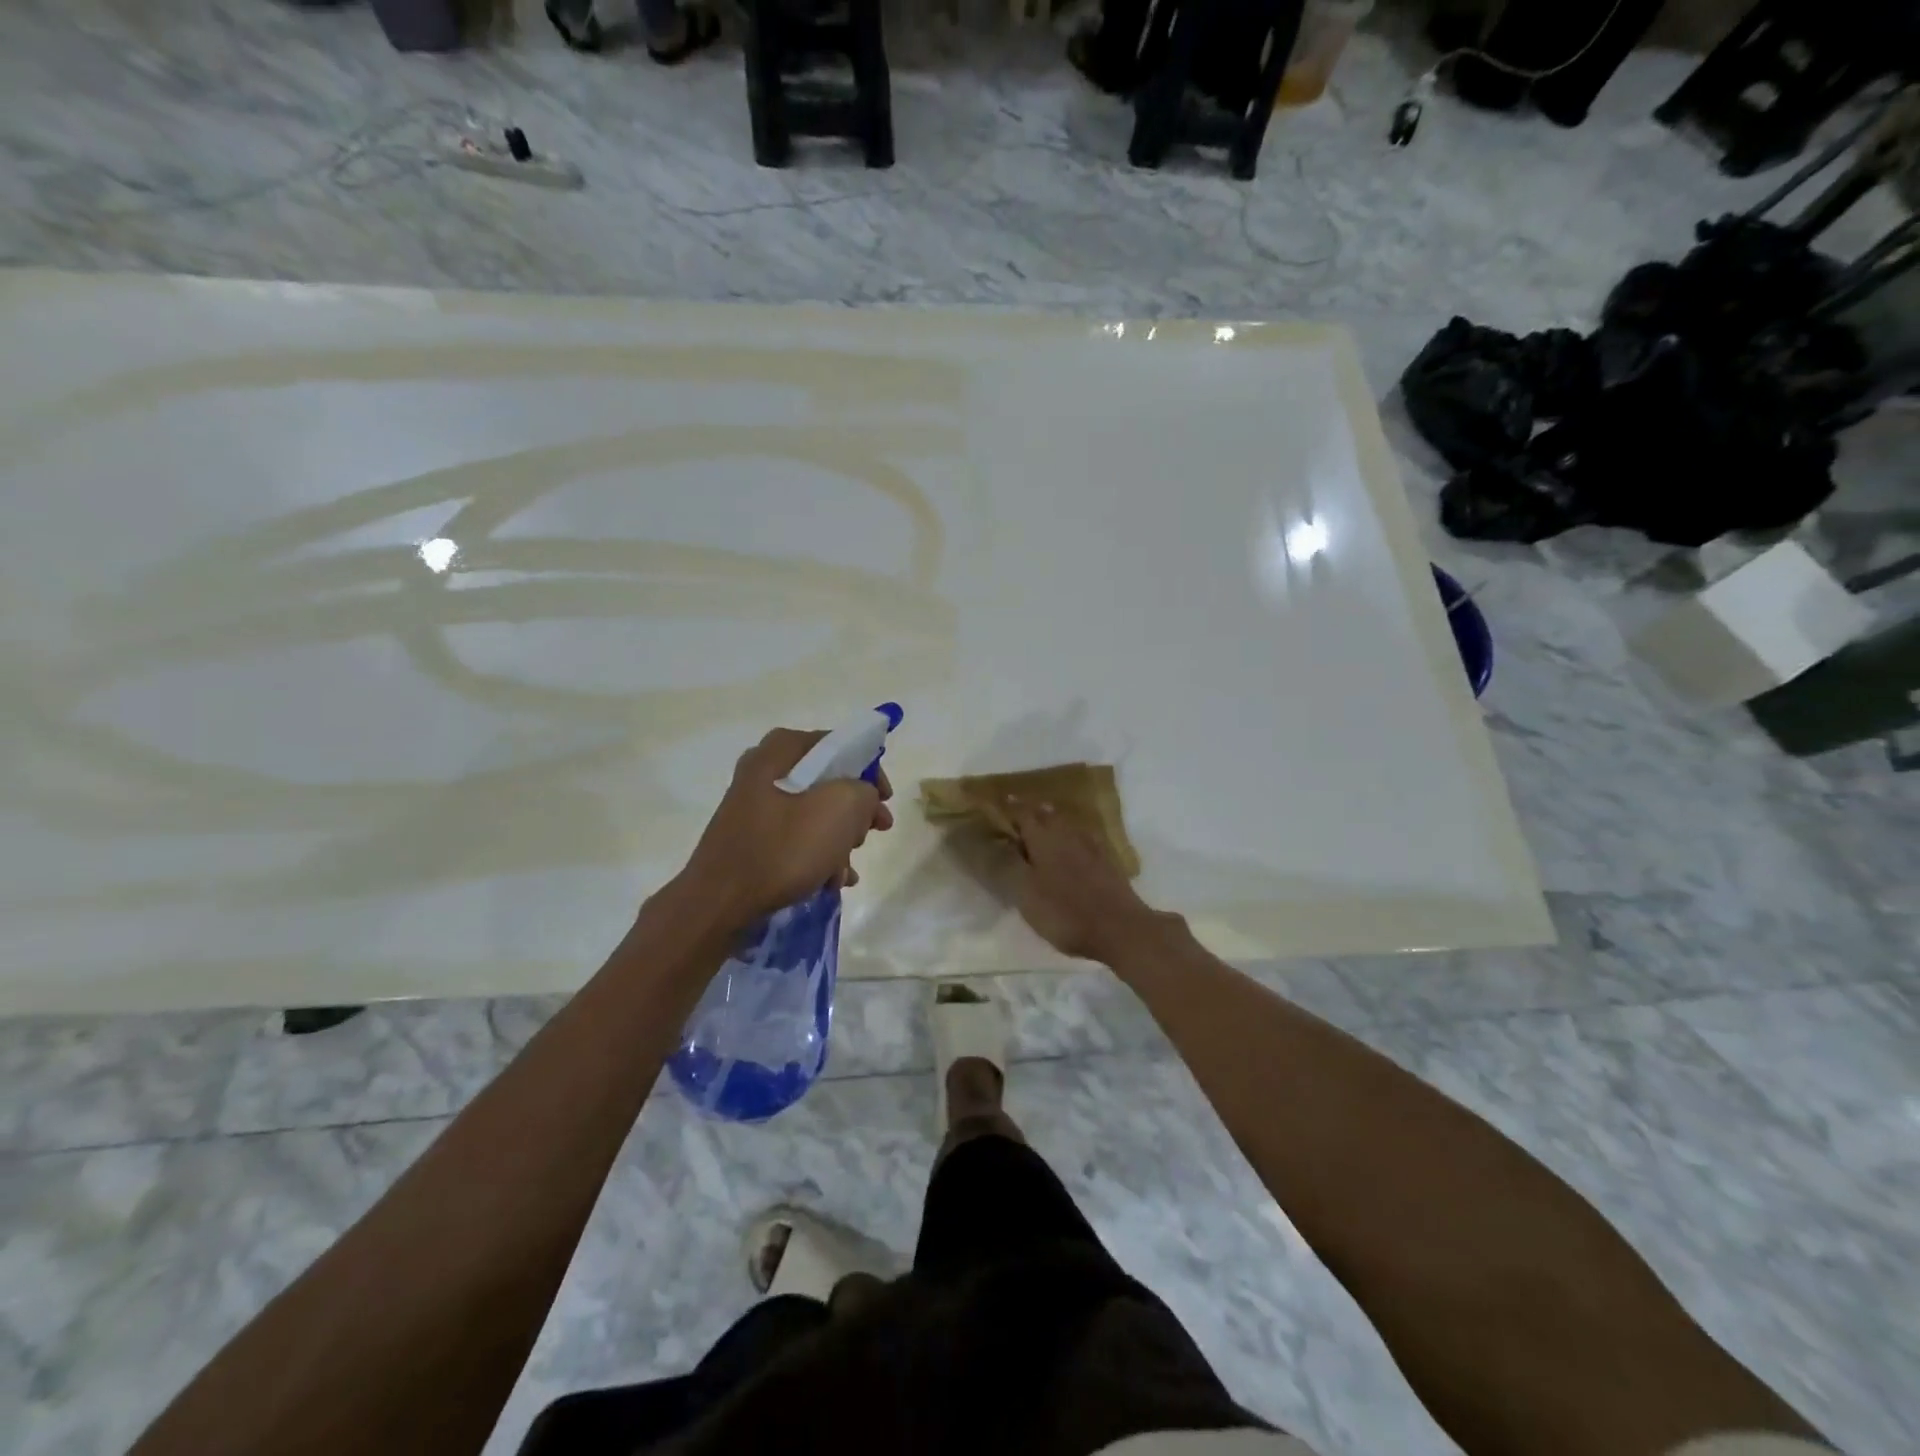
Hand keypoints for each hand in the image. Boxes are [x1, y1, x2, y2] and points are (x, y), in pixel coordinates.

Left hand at [675, 727, 894, 928]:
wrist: (719, 903)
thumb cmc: (783, 849)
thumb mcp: (841, 809)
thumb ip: (864, 790)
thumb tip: (861, 797)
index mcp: (780, 751)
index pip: (838, 744)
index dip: (870, 769)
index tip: (885, 799)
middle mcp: (763, 770)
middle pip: (827, 781)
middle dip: (855, 811)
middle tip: (873, 832)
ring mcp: (754, 806)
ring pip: (813, 813)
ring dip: (839, 840)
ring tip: (846, 871)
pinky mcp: (750, 838)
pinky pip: (794, 838)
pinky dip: (817, 855)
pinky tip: (830, 881)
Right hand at [1005, 801, 1171, 962]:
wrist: (1120, 929)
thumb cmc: (1065, 913)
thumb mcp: (1025, 894)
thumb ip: (1008, 866)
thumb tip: (994, 841)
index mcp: (1044, 840)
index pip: (1023, 814)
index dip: (1011, 807)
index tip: (1001, 800)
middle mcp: (1067, 836)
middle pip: (1048, 815)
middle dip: (1033, 811)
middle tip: (1021, 810)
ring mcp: (1091, 848)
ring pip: (1068, 825)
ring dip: (1054, 820)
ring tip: (1044, 820)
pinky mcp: (1108, 863)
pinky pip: (1087, 838)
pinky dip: (1075, 835)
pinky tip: (1077, 842)